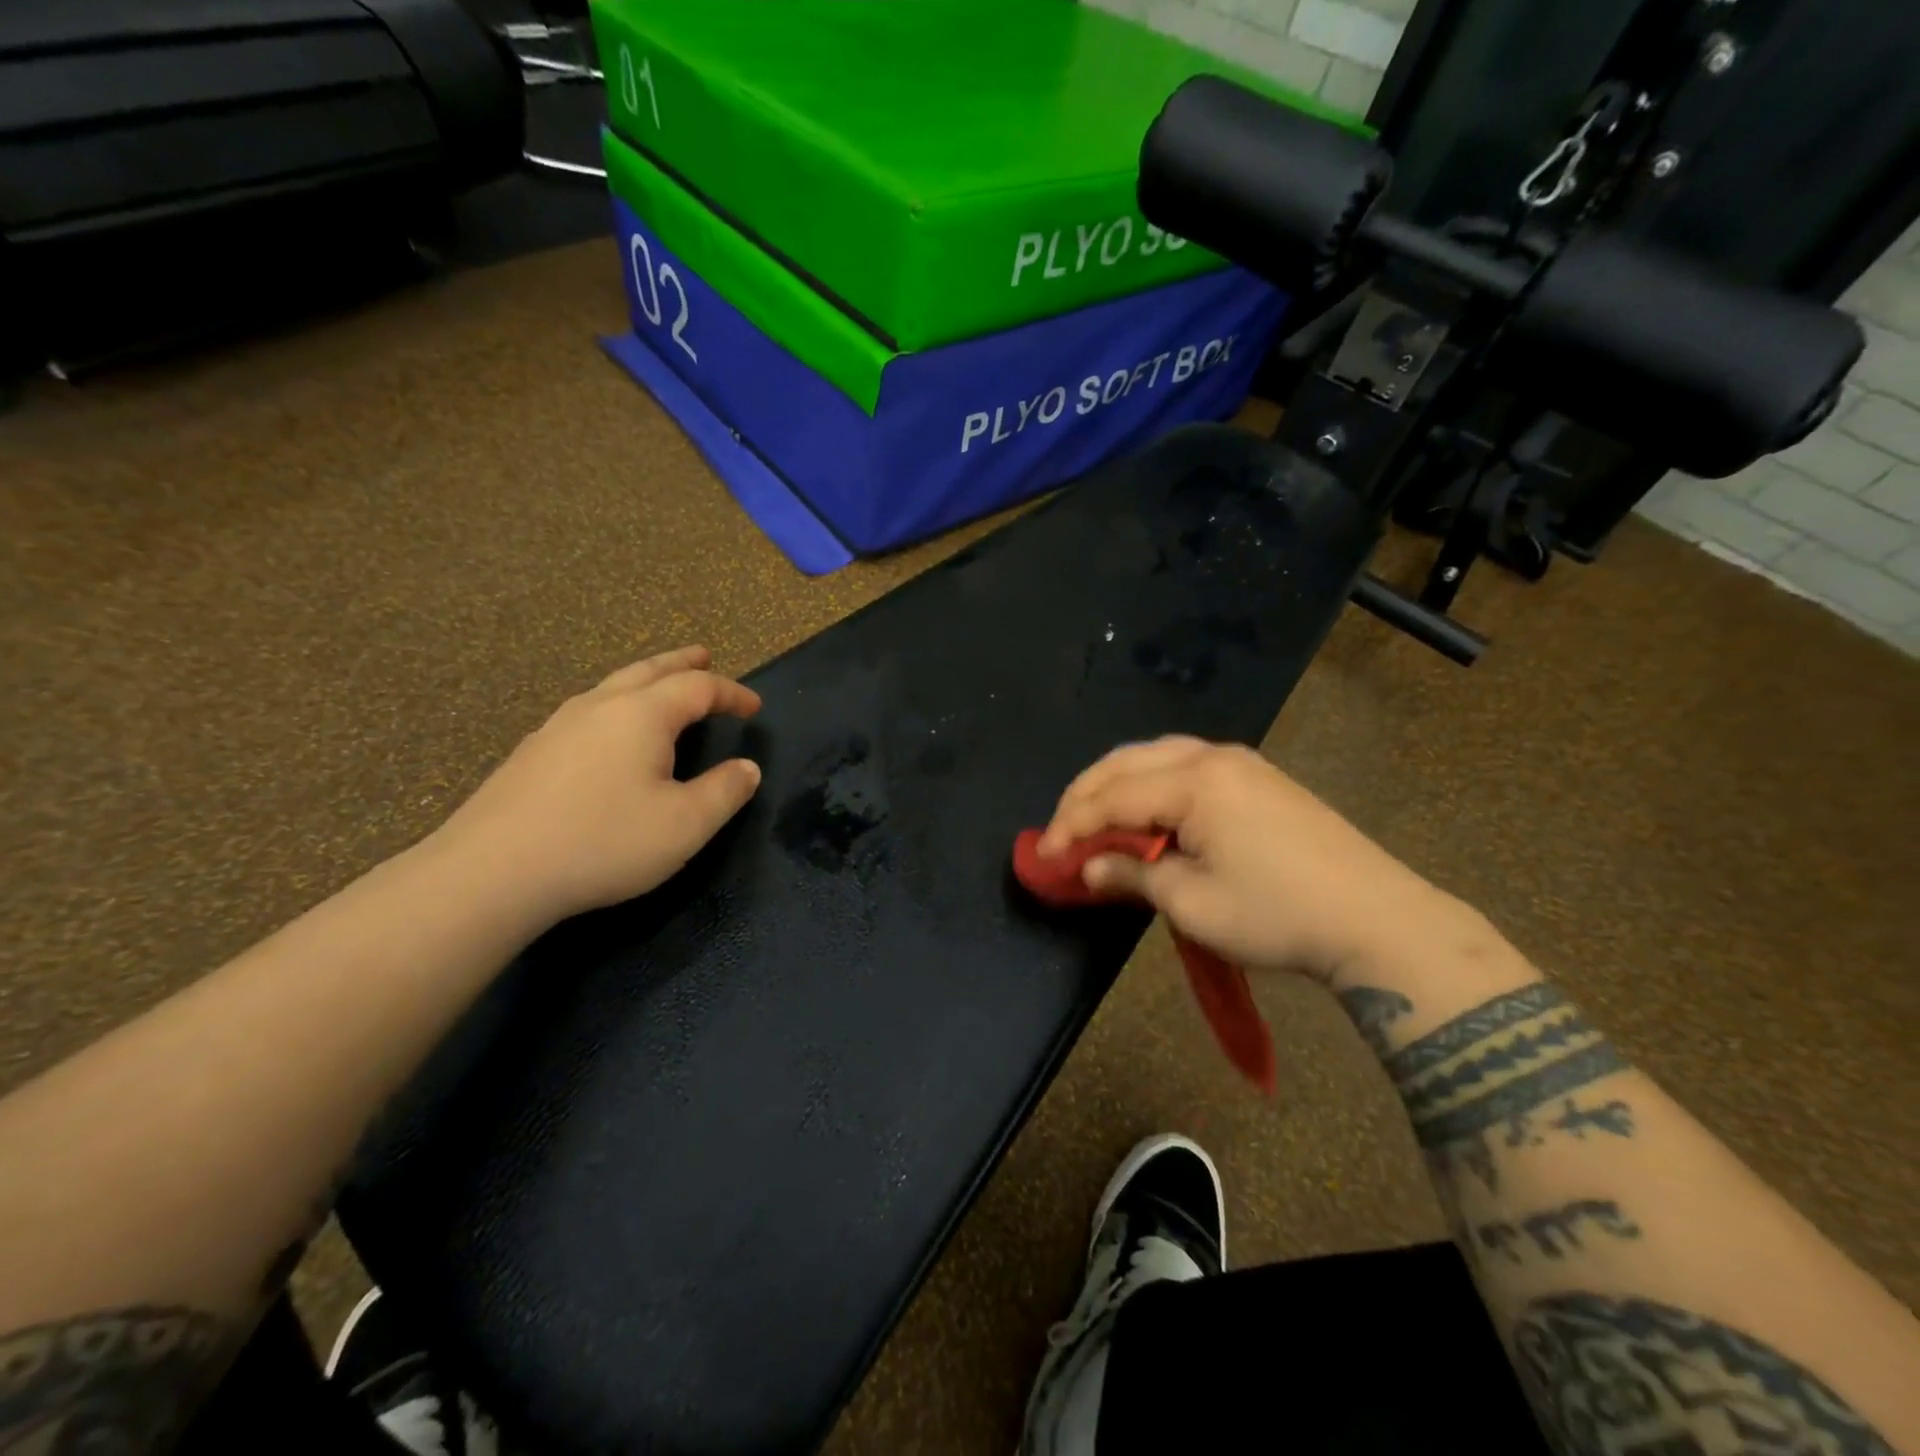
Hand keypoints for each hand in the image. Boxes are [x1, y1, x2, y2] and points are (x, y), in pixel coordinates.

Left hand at [435, 647, 762, 923]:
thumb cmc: (603, 842)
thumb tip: (748, 768)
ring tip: (660, 685)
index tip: (755, 707)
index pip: (698, 688)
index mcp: (642, 715)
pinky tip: (608, 732)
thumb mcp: (685, 825)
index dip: (731, 693)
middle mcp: (600, 706)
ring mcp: (558, 726)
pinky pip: (586, 711)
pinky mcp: (532, 752)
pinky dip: (615, 704)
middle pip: (649, 670)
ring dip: (645, 679)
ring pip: (611, 686)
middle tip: (704, 654)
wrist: (492, 872)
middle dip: (682, 663)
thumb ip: (725, 792)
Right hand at [1038, 738, 1469, 983]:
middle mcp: (1212, 756)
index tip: (1044, 857)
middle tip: (1060, 833)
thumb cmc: (1276, 914)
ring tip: (1093, 818)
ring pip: (1155, 756)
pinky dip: (1150, 783)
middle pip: (1127, 762)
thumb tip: (1089, 869)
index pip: (1112, 797)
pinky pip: (1184, 764)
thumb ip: (1132, 877)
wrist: (1376, 919)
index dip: (1071, 826)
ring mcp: (1239, 762)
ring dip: (1117, 784)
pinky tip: (1143, 809)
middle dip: (1086, 795)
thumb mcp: (1192, 903)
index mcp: (1194, 781)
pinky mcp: (1257, 777)